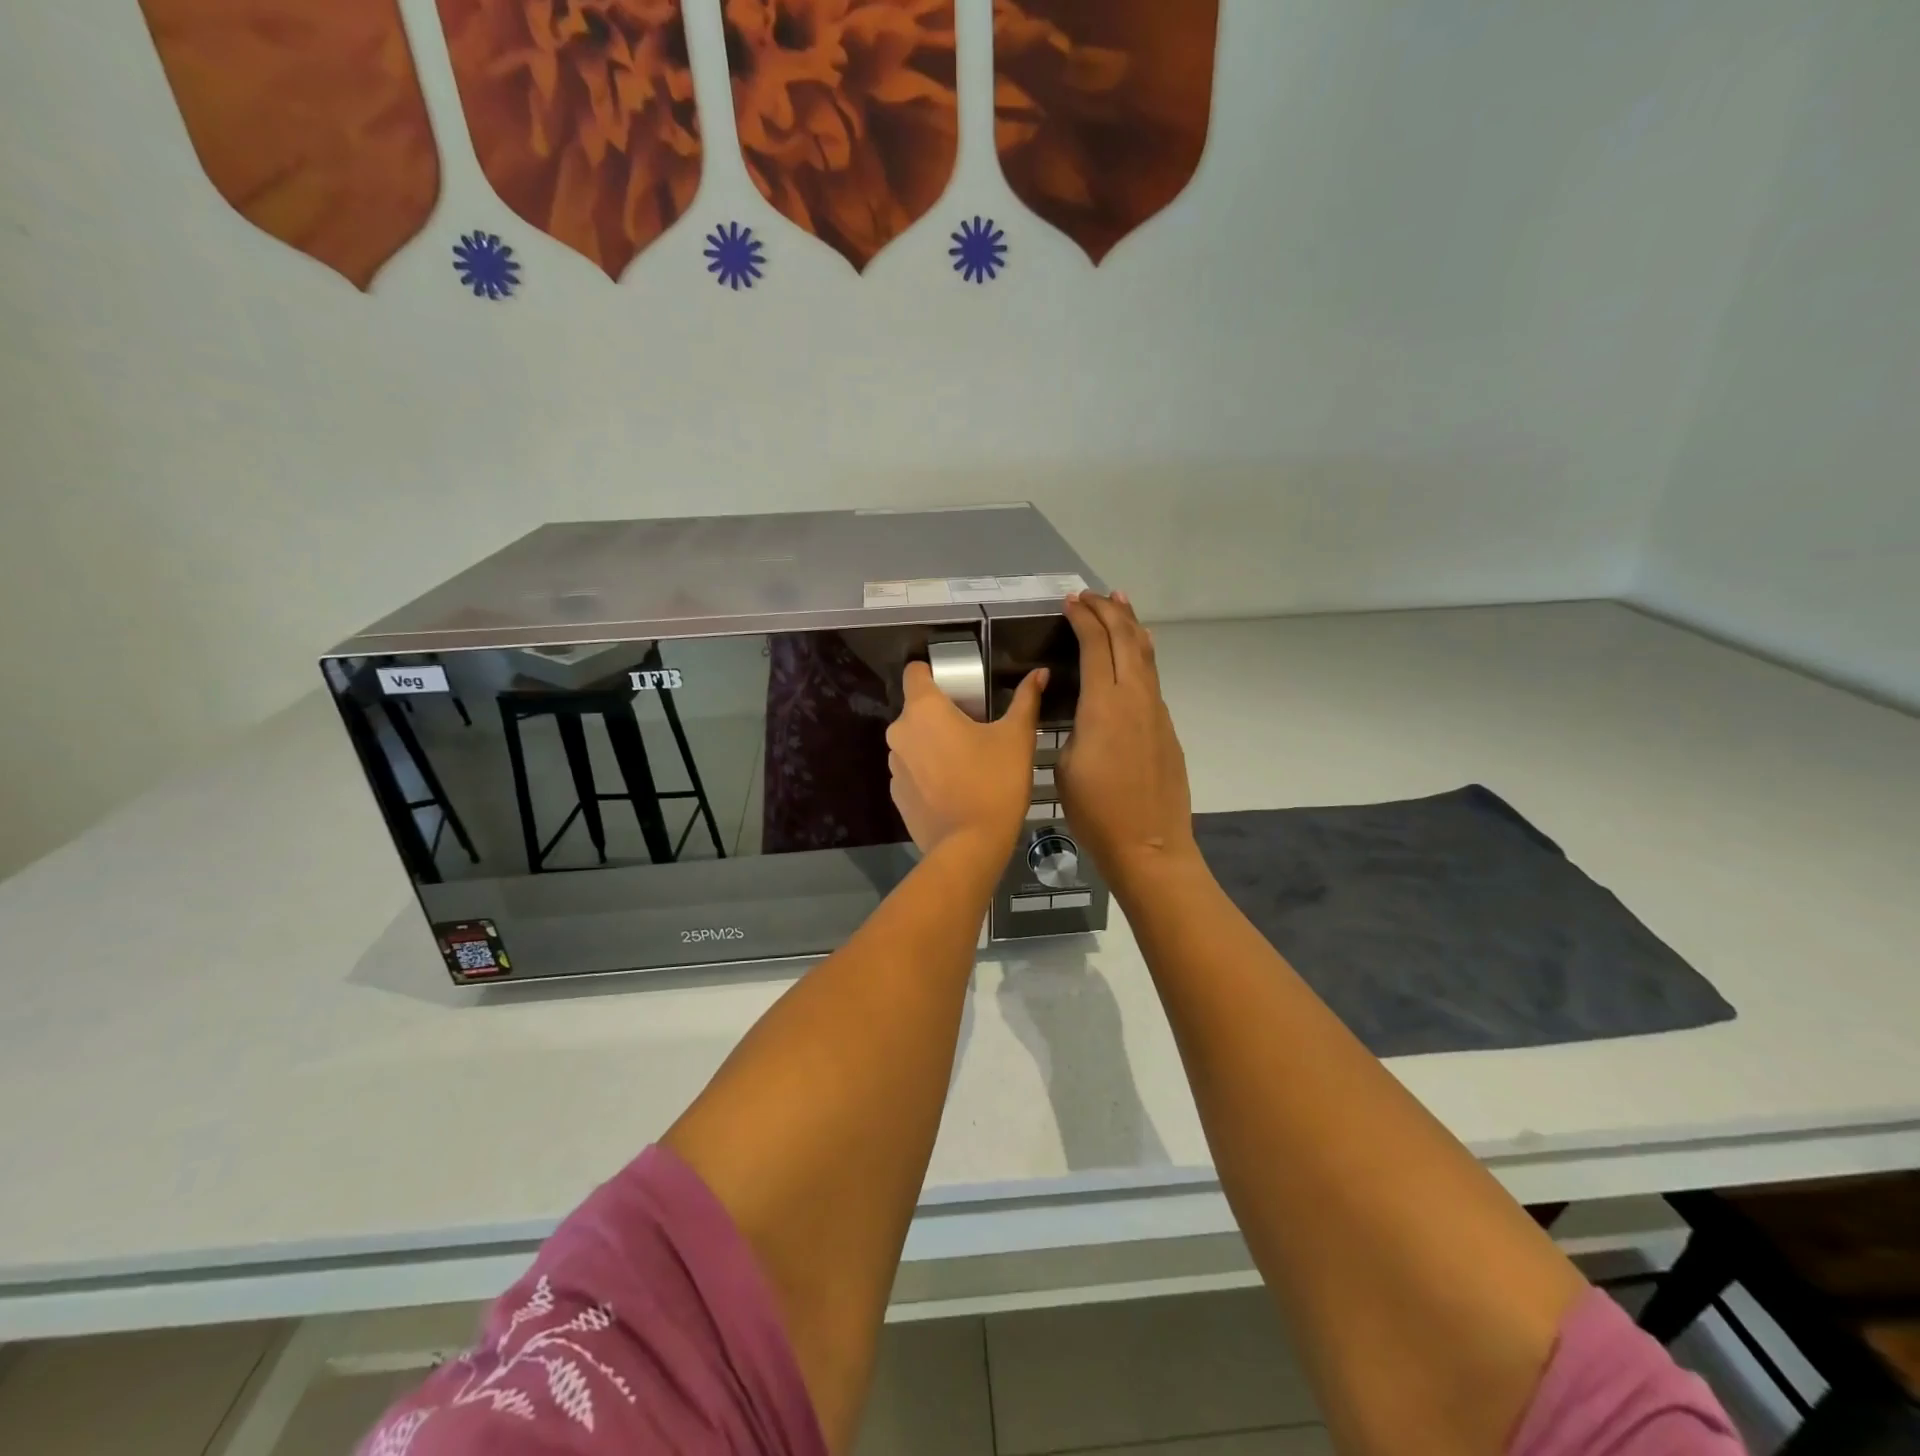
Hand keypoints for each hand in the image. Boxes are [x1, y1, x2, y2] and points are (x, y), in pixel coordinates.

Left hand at [888, 660, 1048, 855]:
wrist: (970, 846)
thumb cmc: (995, 783)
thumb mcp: (1017, 737)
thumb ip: (1026, 700)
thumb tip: (1040, 673)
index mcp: (924, 709)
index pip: (915, 672)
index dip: (934, 673)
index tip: (959, 686)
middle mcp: (900, 732)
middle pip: (917, 709)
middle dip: (940, 713)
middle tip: (974, 727)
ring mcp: (895, 766)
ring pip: (913, 741)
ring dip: (932, 743)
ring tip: (965, 760)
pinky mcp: (897, 794)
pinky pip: (912, 770)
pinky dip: (928, 772)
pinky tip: (954, 787)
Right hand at [1057, 592, 1199, 893]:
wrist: (1149, 845)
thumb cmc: (1096, 811)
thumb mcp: (1065, 765)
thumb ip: (1074, 725)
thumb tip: (1083, 707)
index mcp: (1104, 705)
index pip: (1095, 644)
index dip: (1083, 618)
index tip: (1069, 602)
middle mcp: (1135, 698)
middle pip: (1126, 638)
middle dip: (1108, 610)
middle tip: (1090, 595)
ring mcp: (1156, 712)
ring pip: (1145, 654)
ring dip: (1130, 625)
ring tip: (1120, 602)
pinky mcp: (1166, 728)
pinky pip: (1152, 678)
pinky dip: (1139, 654)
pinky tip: (1134, 654)